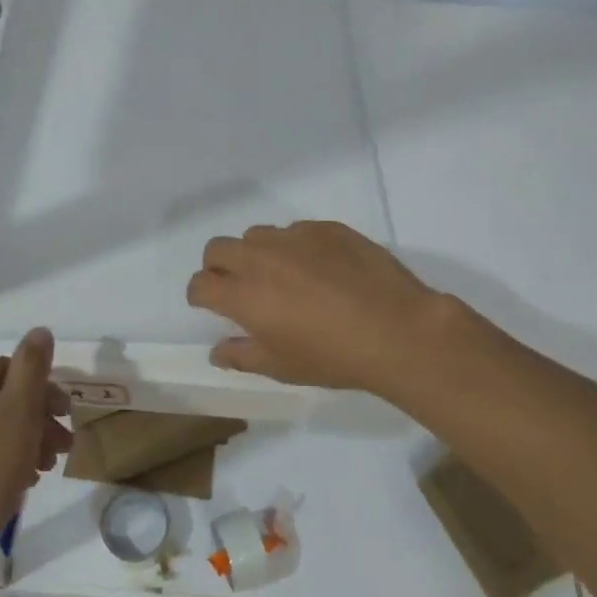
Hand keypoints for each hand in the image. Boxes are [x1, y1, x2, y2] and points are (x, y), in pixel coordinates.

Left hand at [0, 328, 71, 575]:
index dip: (44, 394)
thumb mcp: (17, 416)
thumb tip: (40, 331)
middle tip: (61, 449)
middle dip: (33, 421)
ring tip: (41, 470)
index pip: (9, 370)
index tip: (67, 421)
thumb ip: (32, 368)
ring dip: (17, 441)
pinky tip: (12, 482)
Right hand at [186, 221, 456, 397]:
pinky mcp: (327, 228)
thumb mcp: (282, 368)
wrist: (396, 329)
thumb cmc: (333, 357)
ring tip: (283, 276)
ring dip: (257, 253)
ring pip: (257, 235)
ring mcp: (295, 238)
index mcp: (243, 295)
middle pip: (218, 248)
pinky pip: (297, 230)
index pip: (201, 284)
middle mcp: (261, 258)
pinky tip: (321, 269)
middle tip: (239, 288)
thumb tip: (217, 351)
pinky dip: (295, 246)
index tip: (211, 306)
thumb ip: (242, 356)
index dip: (200, 295)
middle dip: (218, 267)